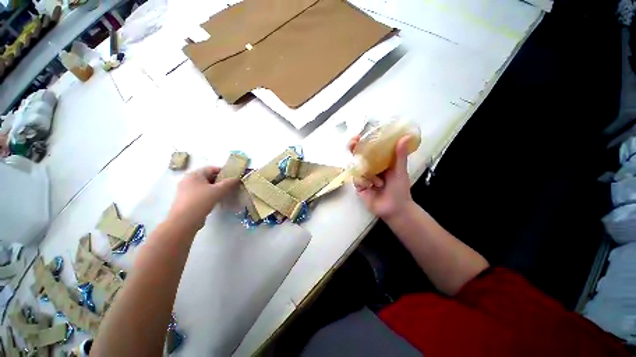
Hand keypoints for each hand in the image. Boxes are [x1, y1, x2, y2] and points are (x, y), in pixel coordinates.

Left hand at [168, 166, 239, 229]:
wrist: (184, 221)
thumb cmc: (201, 201)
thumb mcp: (218, 190)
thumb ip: (229, 183)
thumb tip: (237, 178)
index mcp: (194, 174)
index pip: (212, 168)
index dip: (224, 171)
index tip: (233, 177)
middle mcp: (188, 180)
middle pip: (208, 177)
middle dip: (220, 181)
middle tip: (231, 186)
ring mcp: (186, 191)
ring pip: (205, 186)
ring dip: (215, 189)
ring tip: (225, 194)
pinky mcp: (186, 200)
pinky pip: (201, 194)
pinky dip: (209, 195)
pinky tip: (216, 201)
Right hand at [348, 135, 412, 219]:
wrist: (394, 209)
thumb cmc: (399, 189)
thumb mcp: (399, 171)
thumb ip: (400, 155)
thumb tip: (405, 136)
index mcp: (379, 161)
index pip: (368, 149)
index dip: (361, 142)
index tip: (358, 135)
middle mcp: (369, 167)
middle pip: (357, 155)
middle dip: (353, 149)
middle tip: (353, 143)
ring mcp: (363, 176)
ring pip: (356, 167)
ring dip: (367, 174)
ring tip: (378, 183)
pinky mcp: (358, 185)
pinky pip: (356, 179)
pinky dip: (363, 182)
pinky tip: (371, 187)